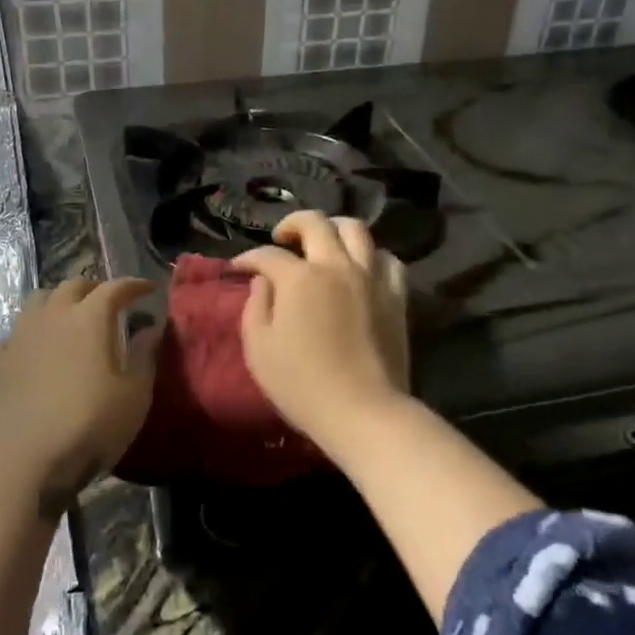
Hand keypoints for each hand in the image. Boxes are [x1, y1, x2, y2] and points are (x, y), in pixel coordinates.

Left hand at [0, 277, 156, 515]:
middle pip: (73, 285)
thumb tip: (152, 328)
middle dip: (95, 288)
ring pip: (39, 301)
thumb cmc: (88, 426)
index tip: (148, 288)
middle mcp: (52, 315)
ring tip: (69, 318)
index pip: (115, 287)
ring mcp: (18, 336)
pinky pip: (14, 334)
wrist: (21, 460)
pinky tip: (34, 351)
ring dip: (58, 302)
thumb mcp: (134, 396)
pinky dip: (30, 335)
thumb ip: (144, 356)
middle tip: (109, 302)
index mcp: (89, 318)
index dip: (134, 285)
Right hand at [231, 212, 409, 449]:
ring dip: (334, 228)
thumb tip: (264, 281)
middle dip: (292, 224)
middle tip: (282, 239)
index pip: (268, 254)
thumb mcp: (258, 348)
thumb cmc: (301, 384)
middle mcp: (336, 266)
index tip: (238, 267)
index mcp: (299, 278)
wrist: (363, 412)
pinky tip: (361, 268)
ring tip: (323, 243)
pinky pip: (387, 259)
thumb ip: (256, 305)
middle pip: (315, 222)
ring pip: (356, 230)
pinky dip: (371, 256)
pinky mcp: (395, 296)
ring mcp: (370, 278)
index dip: (248, 258)